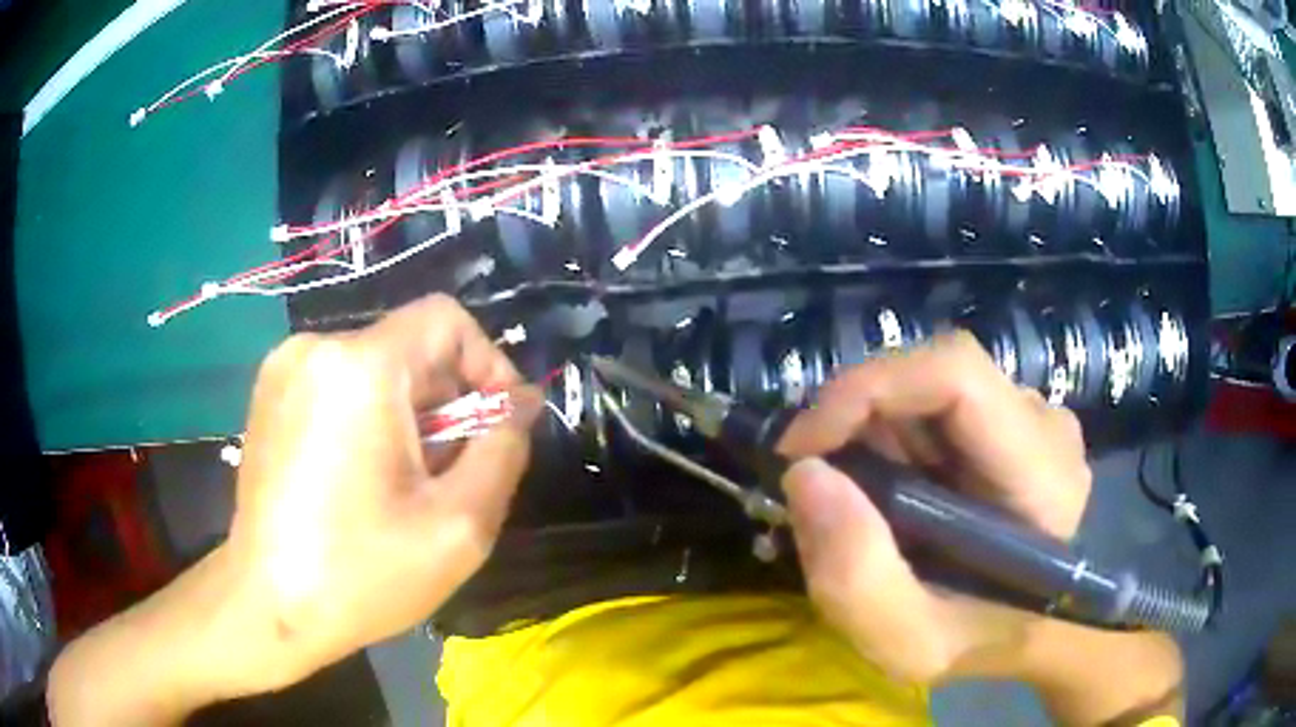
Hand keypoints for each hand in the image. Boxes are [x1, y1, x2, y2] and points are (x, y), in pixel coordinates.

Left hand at [50, 295, 538, 725]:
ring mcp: (286, 370)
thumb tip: (517, 411)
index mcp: (360, 369)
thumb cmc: (353, 578)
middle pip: (412, 345)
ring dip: (414, 417)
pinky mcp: (272, 396)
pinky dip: (377, 421)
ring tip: (413, 487)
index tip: (503, 423)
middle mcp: (317, 350)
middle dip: (452, 400)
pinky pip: (347, 386)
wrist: (258, 612)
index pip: (445, 320)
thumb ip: (498, 456)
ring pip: (379, 367)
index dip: (488, 363)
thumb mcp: (454, 529)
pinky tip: (369, 482)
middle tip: (460, 471)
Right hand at [777, 331, 1091, 684]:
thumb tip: (804, 475)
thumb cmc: (975, 645)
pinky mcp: (1010, 421)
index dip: (870, 388)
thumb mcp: (908, 642)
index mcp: (1042, 475)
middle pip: (936, 375)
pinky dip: (890, 436)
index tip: (802, 446)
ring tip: (850, 495)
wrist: (1020, 636)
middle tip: (811, 478)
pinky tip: (883, 488)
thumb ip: (857, 577)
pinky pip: (936, 403)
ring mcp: (1030, 417)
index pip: (958, 374)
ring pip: (931, 387)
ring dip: (871, 431)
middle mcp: (1044, 425)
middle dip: (859, 417)